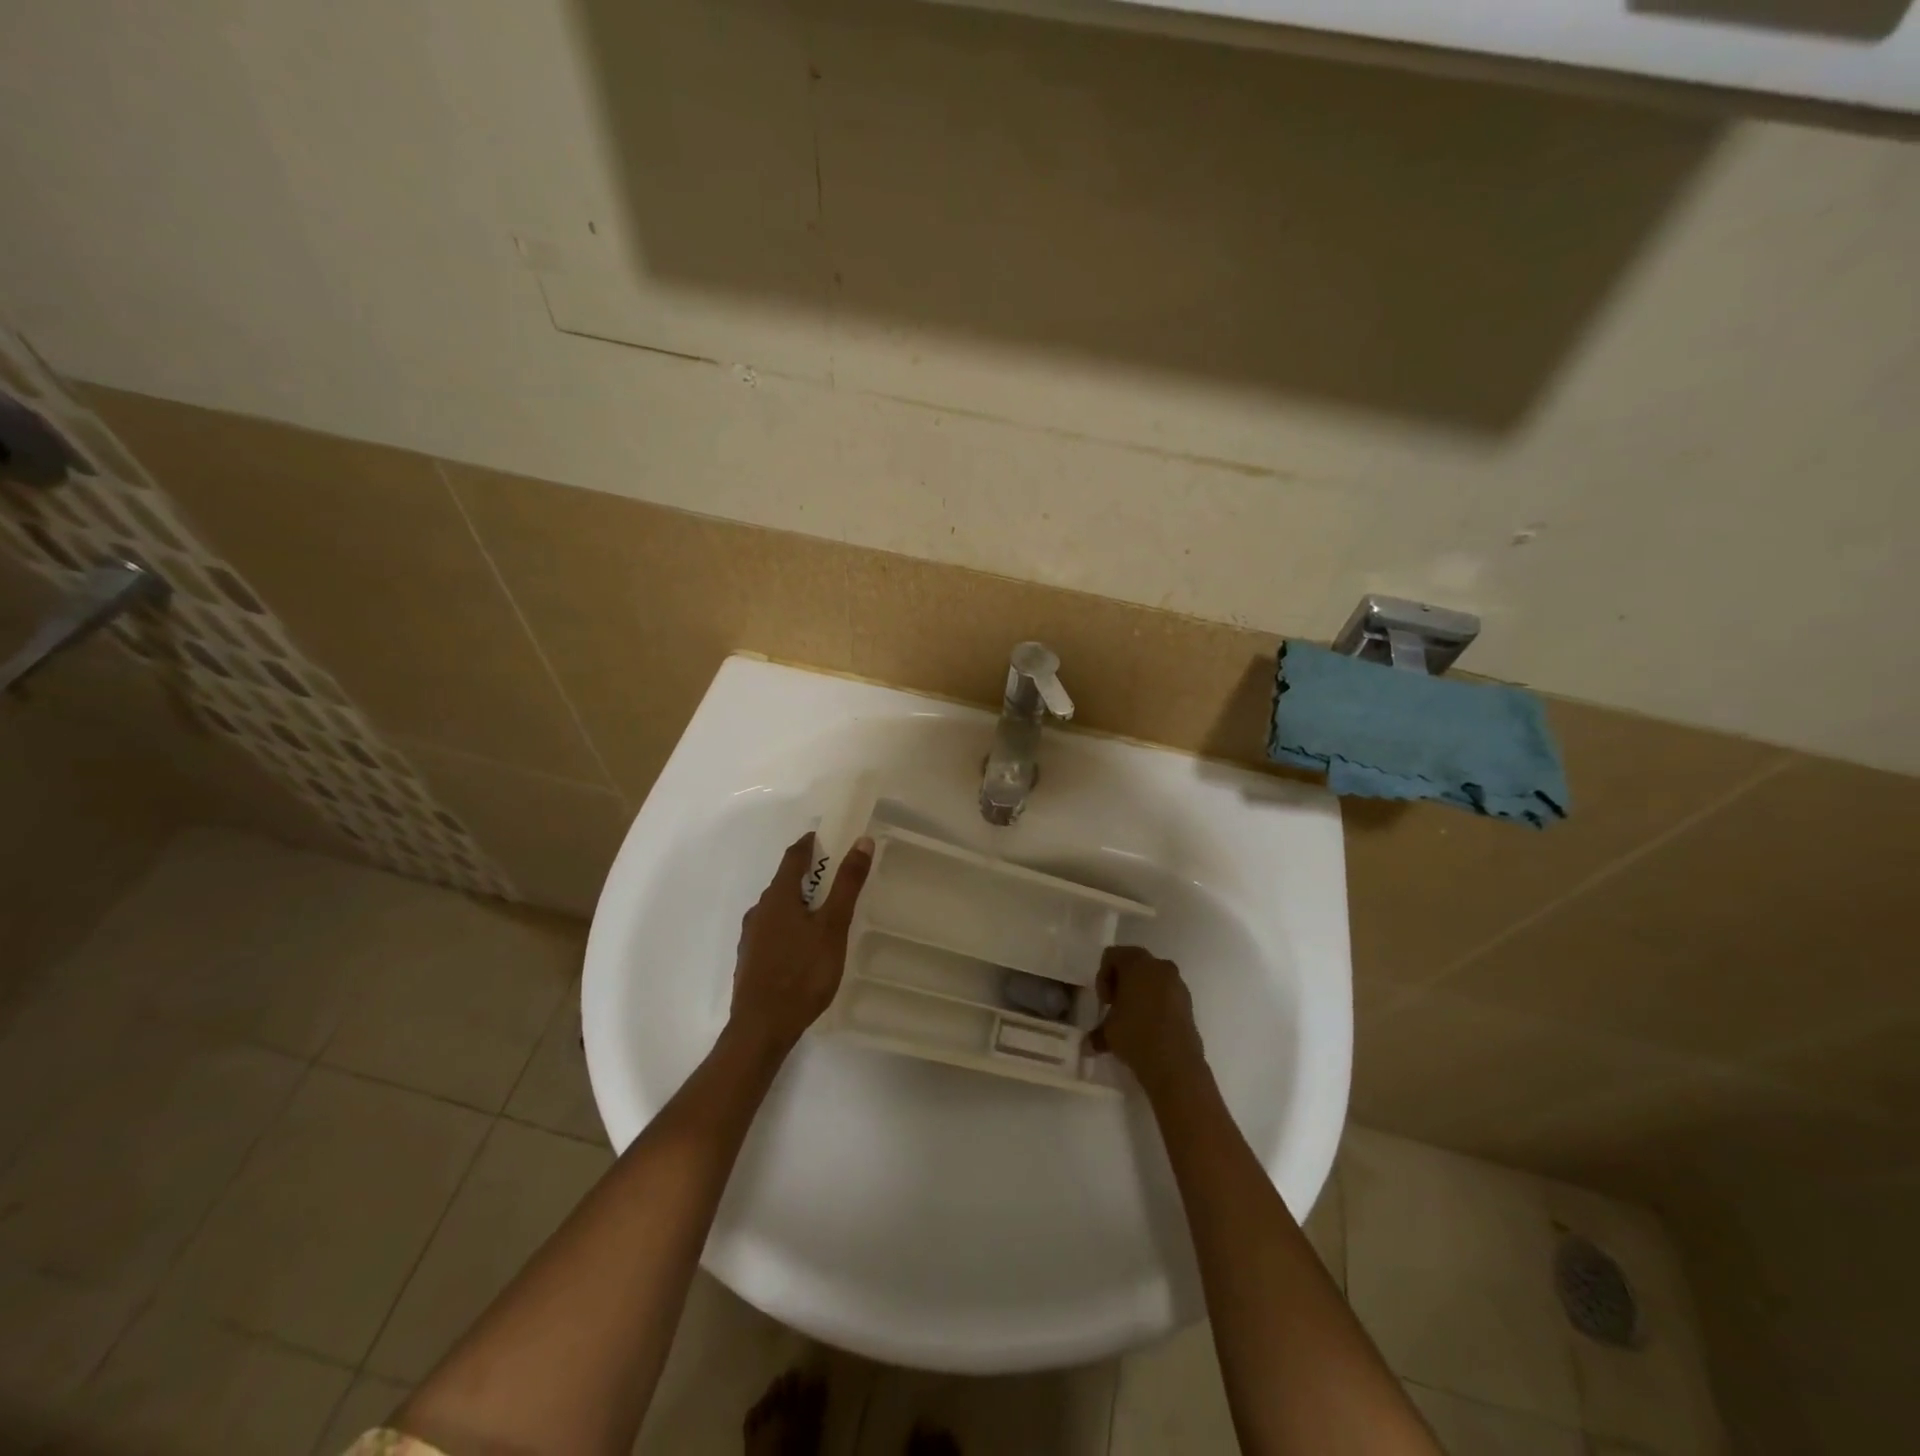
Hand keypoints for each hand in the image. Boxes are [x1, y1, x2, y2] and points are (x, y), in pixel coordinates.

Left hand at [727, 831, 874, 1059]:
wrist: (762, 1028)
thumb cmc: (802, 973)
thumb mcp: (833, 926)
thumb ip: (847, 884)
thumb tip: (861, 841)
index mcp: (778, 897)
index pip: (794, 856)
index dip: (811, 843)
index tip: (830, 837)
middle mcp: (760, 910)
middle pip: (785, 881)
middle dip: (809, 874)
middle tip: (838, 877)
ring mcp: (752, 937)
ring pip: (779, 908)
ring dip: (800, 902)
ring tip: (826, 912)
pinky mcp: (751, 960)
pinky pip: (773, 930)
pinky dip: (791, 925)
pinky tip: (806, 946)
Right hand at [1088, 945, 1205, 1097]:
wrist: (1176, 1065)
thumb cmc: (1136, 1036)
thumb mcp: (1108, 1032)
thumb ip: (1098, 1031)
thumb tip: (1088, 1045)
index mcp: (1137, 964)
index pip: (1112, 955)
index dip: (1103, 976)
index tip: (1105, 1002)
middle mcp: (1160, 966)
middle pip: (1134, 963)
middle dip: (1122, 982)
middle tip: (1115, 1006)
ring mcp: (1178, 984)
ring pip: (1153, 979)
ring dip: (1140, 993)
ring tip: (1133, 1019)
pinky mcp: (1189, 1003)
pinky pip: (1167, 994)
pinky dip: (1156, 1003)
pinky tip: (1150, 1027)